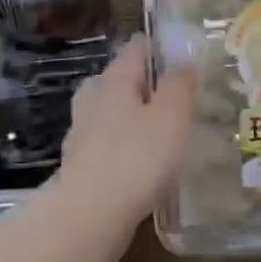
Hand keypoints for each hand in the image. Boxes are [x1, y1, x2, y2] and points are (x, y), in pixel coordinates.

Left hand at [58, 36, 195, 226]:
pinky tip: (136, 162)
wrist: (91, 213)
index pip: (135, 50)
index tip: (177, 56)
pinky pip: (102, 144)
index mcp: (115, 81)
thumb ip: (178, 86)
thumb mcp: (172, 116)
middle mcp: (92, 100)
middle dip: (137, 83)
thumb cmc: (139, 157)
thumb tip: (182, 64)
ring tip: (153, 130)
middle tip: (166, 94)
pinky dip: (118, 146)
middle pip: (113, 80)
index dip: (155, 48)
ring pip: (105, 113)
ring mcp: (80, 133)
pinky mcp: (78, 165)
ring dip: (126, 116)